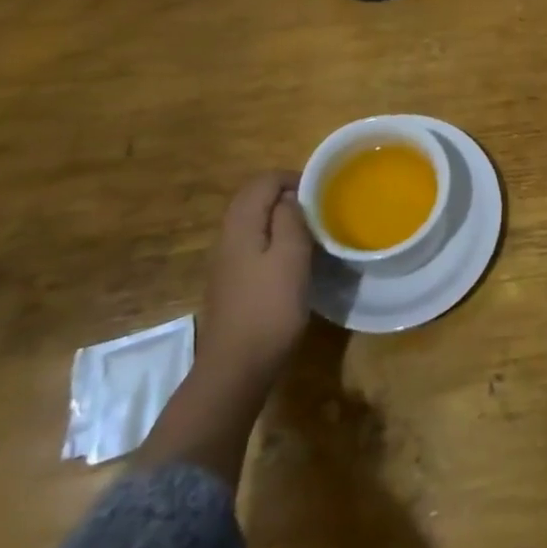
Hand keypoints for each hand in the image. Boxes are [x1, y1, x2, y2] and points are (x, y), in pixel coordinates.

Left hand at [138, 174, 310, 483]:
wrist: (236, 369)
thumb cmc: (269, 308)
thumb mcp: (291, 256)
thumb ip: (290, 218)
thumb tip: (289, 198)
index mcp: (241, 224)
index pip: (263, 181)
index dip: (293, 178)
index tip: (321, 191)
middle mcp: (227, 236)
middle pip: (254, 198)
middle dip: (285, 195)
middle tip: (318, 208)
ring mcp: (225, 261)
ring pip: (253, 222)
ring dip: (280, 218)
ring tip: (310, 231)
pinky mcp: (230, 283)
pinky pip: (252, 244)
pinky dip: (272, 240)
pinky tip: (292, 259)